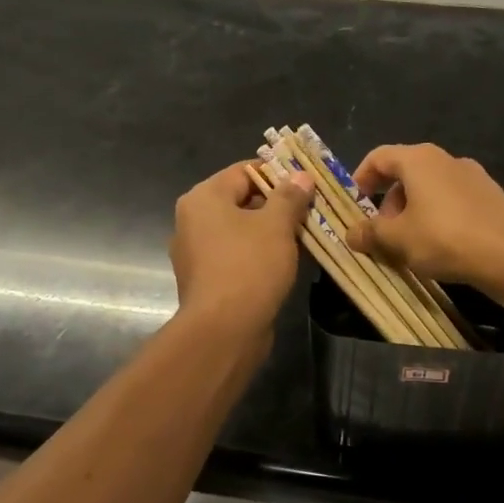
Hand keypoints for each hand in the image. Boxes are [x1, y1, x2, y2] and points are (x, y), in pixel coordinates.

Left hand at [169, 161, 315, 339]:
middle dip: (277, 204)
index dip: (277, 174)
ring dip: (271, 232)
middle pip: (241, 200)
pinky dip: (259, 255)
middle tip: (311, 209)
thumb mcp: (276, 225)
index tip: (307, 182)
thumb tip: (301, 176)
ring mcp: (196, 253)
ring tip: (305, 235)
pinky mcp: (206, 280)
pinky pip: (236, 256)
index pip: (243, 171)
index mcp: (203, 198)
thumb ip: (290, 196)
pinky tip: (286, 262)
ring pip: (240, 231)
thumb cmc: (248, 266)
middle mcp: (192, 221)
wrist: (224, 331)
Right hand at [344, 143, 503, 290]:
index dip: (361, 177)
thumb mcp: (398, 239)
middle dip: (388, 202)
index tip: (355, 203)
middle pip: (405, 173)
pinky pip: (452, 200)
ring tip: (410, 244)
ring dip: (412, 211)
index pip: (379, 157)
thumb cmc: (445, 238)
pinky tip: (441, 246)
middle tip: (383, 233)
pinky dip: (437, 216)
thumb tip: (350, 233)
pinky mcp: (491, 197)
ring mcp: (473, 176)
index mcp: (418, 160)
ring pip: (430, 188)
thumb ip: (370, 233)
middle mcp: (445, 159)